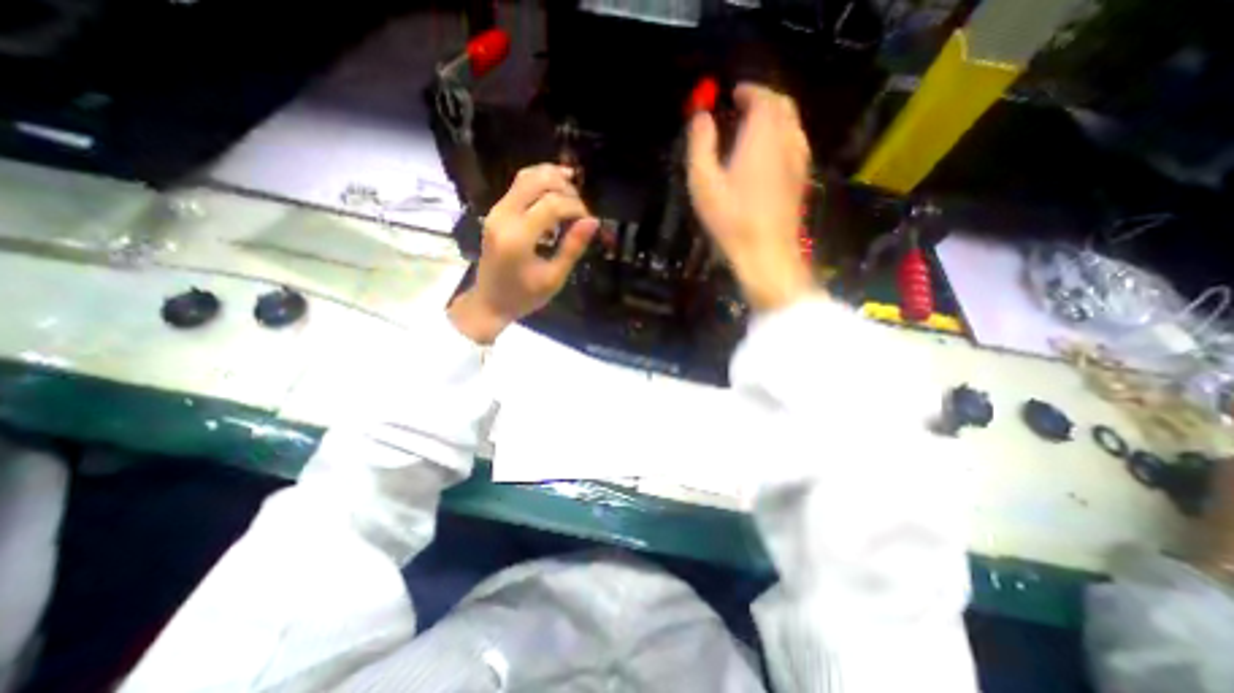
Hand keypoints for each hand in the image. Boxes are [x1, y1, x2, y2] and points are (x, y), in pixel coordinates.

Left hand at [452, 165, 601, 343]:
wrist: (489, 302)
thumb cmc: (524, 296)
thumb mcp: (553, 278)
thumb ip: (572, 247)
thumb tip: (593, 221)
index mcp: (517, 237)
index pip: (551, 204)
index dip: (576, 207)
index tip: (589, 221)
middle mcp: (503, 216)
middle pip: (536, 181)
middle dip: (565, 188)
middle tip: (582, 207)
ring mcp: (496, 211)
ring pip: (526, 177)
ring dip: (552, 178)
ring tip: (573, 190)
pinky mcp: (496, 211)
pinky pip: (519, 186)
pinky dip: (540, 183)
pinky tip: (557, 190)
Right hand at [684, 84, 817, 311]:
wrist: (766, 253)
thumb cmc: (731, 219)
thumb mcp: (704, 183)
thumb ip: (701, 145)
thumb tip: (701, 116)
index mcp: (762, 136)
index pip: (763, 97)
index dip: (748, 91)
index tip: (733, 93)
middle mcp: (787, 141)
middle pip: (783, 105)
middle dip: (763, 100)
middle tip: (742, 107)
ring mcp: (799, 161)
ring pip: (792, 124)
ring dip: (774, 117)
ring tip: (752, 129)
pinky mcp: (801, 179)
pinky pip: (795, 143)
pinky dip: (781, 136)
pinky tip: (767, 154)